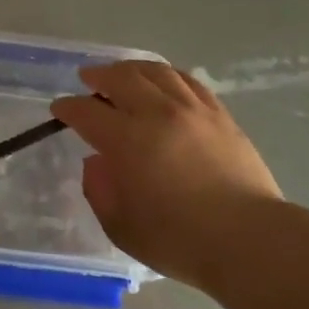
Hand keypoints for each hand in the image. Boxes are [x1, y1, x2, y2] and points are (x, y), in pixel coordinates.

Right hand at [52, 61, 282, 289]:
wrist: (249, 240)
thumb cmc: (179, 240)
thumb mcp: (121, 226)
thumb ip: (100, 190)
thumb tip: (97, 163)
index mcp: (126, 140)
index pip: (87, 112)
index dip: (68, 107)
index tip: (60, 109)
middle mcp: (157, 114)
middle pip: (121, 78)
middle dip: (98, 76)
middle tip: (88, 79)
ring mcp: (192, 110)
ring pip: (156, 71)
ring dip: (132, 69)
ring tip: (123, 73)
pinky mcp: (220, 115)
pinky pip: (188, 81)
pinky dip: (168, 75)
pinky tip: (164, 80)